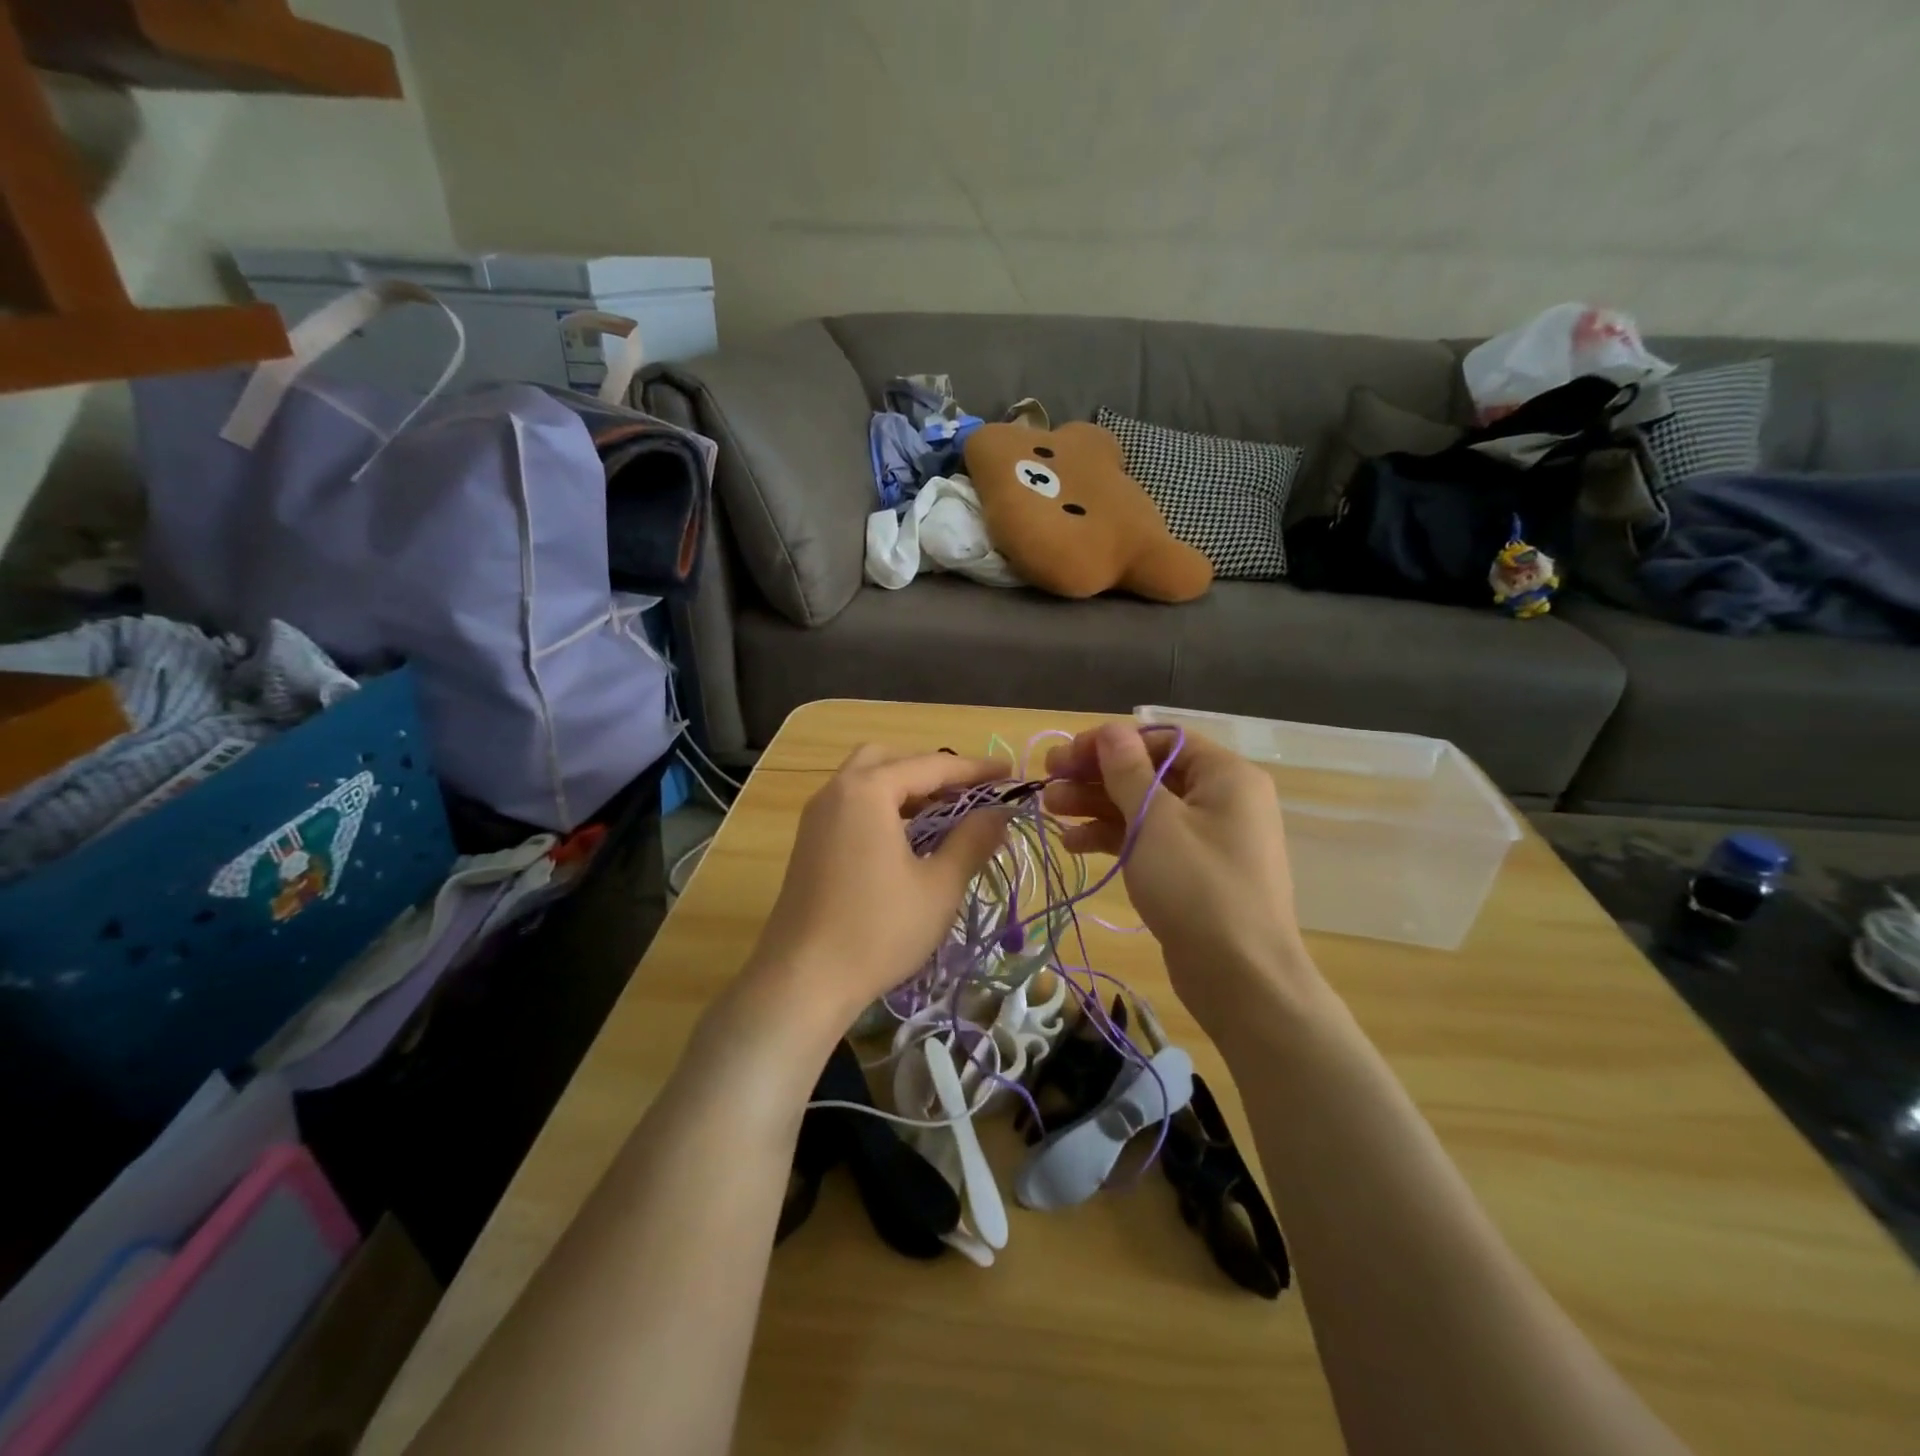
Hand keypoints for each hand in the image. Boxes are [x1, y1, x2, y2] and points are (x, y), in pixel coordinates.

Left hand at [741, 746, 1010, 1032]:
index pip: (931, 765)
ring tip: (945, 816)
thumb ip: (972, 840)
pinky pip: (853, 806)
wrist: (802, 981)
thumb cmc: (878, 929)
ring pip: (867, 782)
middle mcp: (837, 791)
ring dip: (907, 789)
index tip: (1010, 773)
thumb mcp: (939, 886)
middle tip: (968, 794)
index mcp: (867, 790)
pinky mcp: (810, 844)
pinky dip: (884, 808)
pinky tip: (909, 840)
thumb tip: (1000, 812)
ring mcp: (817, 817)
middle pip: (890, 760)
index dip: (975, 769)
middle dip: (932, 770)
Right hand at [1043, 723, 1324, 1028]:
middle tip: (1048, 781)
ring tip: (1050, 809)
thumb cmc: (1198, 887)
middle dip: (1096, 775)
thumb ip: (1127, 771)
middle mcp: (1221, 799)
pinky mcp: (1192, 871)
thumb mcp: (1154, 821)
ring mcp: (1206, 837)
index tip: (1066, 756)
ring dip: (1097, 804)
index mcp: (1225, 775)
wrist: (1241, 979)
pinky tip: (1074, 842)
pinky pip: (1150, 839)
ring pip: (1144, 806)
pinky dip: (1114, 837)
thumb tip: (1109, 731)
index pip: (1161, 739)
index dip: (1110, 742)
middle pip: (1149, 771)